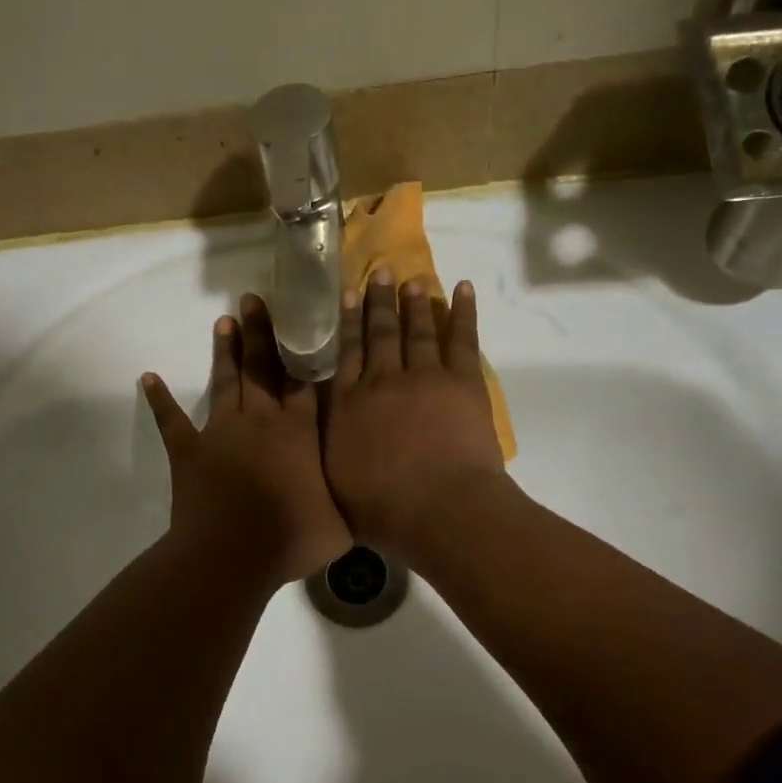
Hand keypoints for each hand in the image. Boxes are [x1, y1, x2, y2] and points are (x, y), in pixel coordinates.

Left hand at [142, 295, 351, 588]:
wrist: (234, 555)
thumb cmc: (293, 539)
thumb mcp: (341, 524)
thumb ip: (351, 501)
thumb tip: (368, 495)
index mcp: (299, 432)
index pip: (303, 382)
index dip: (303, 351)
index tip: (302, 322)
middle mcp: (261, 420)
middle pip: (262, 367)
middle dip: (260, 332)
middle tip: (253, 299)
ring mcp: (222, 432)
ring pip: (225, 382)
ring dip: (225, 352)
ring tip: (224, 321)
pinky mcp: (189, 451)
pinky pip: (172, 421)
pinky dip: (160, 400)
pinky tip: (148, 379)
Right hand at [324, 272, 510, 559]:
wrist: (439, 509)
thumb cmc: (383, 510)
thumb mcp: (336, 483)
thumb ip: (328, 451)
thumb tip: (318, 434)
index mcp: (348, 406)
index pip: (344, 355)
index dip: (346, 323)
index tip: (347, 295)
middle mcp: (381, 381)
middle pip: (379, 334)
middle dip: (378, 302)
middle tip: (380, 272)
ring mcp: (424, 376)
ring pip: (417, 330)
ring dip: (415, 303)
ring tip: (412, 280)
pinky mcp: (462, 381)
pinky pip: (462, 338)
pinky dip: (464, 312)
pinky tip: (463, 289)